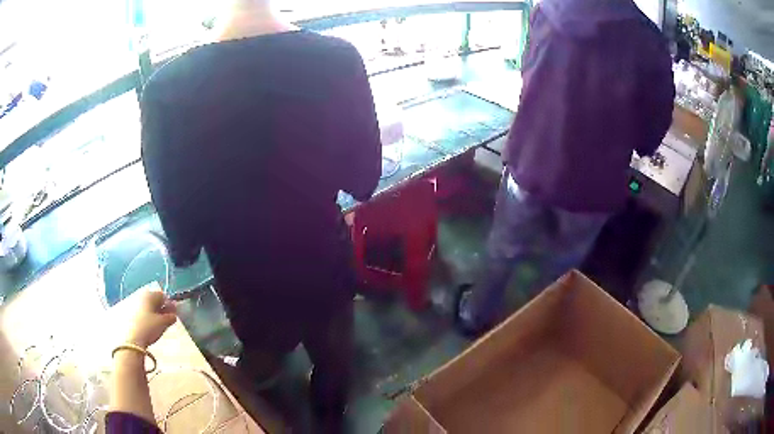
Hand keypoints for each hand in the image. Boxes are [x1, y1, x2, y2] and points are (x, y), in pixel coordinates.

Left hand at [125, 290, 177, 348]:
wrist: (130, 339)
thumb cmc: (148, 328)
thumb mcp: (163, 324)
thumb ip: (170, 317)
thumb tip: (174, 313)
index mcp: (149, 294)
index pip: (162, 295)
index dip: (169, 305)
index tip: (173, 315)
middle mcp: (139, 295)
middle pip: (152, 299)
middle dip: (159, 309)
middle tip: (165, 321)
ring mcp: (130, 302)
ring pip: (144, 306)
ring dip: (151, 313)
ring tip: (155, 325)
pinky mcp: (125, 311)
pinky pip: (137, 311)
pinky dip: (143, 316)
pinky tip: (145, 327)